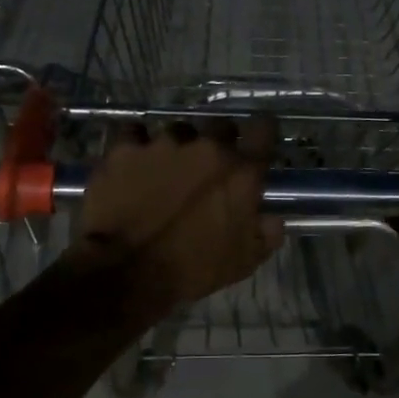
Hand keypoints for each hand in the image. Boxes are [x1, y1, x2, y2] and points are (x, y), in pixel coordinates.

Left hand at [68, 118, 283, 319]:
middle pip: (220, 125)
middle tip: (209, 165)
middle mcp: (206, 147)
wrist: (125, 272)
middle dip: (219, 141)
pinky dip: (136, 143)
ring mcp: (163, 144)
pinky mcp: (125, 149)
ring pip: (177, 130)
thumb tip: (273, 218)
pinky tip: (133, 160)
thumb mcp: (243, 261)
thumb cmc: (191, 269)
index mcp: (240, 172)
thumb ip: (266, 233)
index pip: (264, 130)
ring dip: (177, 146)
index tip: (258, 141)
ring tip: (166, 168)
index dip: (262, 132)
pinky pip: (134, 132)